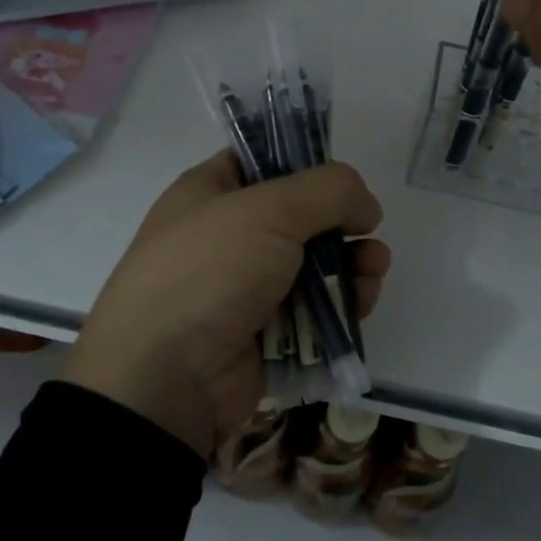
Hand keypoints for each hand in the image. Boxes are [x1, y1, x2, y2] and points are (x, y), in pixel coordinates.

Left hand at [60, 152, 390, 457]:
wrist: (166, 379)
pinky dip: (343, 302)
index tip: (344, 181)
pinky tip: (363, 300)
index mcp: (211, 192)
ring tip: (374, 268)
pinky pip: (316, 308)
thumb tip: (365, 205)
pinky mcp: (268, 332)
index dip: (308, 163)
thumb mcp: (269, 210)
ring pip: (316, 264)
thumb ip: (328, 191)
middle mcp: (229, 234)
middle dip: (342, 221)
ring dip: (352, 263)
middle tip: (368, 229)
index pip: (265, 160)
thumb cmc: (210, 272)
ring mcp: (248, 286)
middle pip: (302, 215)